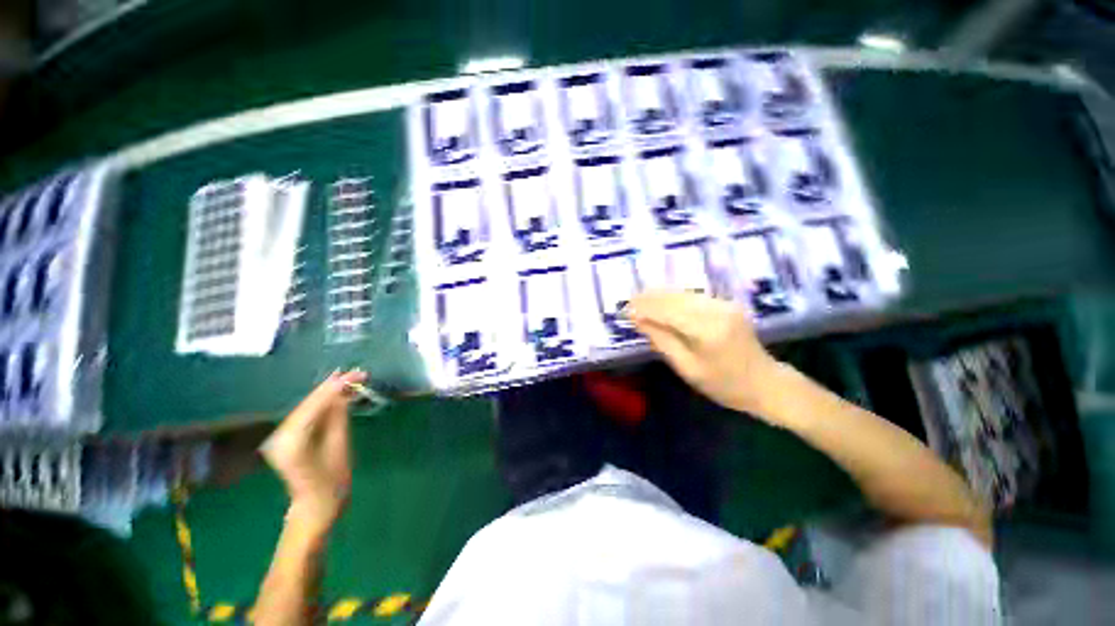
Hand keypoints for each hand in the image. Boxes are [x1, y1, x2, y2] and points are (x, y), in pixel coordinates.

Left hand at [260, 370, 365, 536]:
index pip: (314, 405)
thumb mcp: (339, 446)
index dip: (336, 386)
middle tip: (357, 372)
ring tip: (351, 378)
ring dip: (329, 393)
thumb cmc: (331, 481)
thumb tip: (345, 392)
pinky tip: (338, 394)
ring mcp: (281, 436)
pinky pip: (307, 415)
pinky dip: (323, 403)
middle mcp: (281, 434)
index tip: (357, 373)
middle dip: (332, 386)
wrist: (315, 506)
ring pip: (308, 407)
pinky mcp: (287, 438)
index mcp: (291, 440)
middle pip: (309, 403)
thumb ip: (339, 416)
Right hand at [626, 291, 779, 416]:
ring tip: (639, 300)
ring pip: (682, 293)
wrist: (766, 383)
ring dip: (659, 296)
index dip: (643, 308)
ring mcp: (724, 304)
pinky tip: (661, 302)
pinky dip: (673, 298)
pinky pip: (693, 296)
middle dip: (648, 298)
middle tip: (628, 302)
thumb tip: (638, 320)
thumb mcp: (687, 368)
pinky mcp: (726, 304)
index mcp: (708, 330)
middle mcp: (716, 310)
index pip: (667, 311)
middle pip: (674, 298)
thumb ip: (661, 340)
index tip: (624, 310)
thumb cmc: (724, 385)